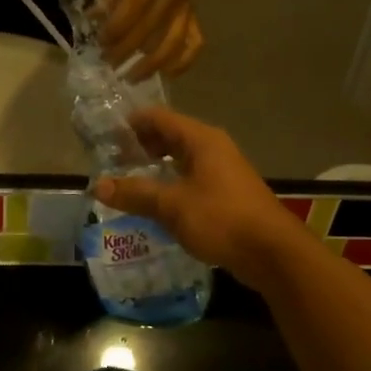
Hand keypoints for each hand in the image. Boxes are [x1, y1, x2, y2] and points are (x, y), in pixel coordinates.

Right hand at [93, 109, 302, 288]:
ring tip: (125, 180)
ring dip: (154, 167)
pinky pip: (190, 180)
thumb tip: (98, 185)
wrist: (272, 252)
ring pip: (180, 161)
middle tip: (109, 160)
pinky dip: (169, 185)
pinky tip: (153, 202)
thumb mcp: (172, 205)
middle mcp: (212, 149)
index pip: (159, 118)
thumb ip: (135, 193)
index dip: (131, 123)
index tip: (104, 134)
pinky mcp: (225, 195)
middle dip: (140, 146)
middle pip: (169, 137)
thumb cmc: (222, 219)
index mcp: (201, 140)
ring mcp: (222, 172)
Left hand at [99, 0, 201, 79]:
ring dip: (151, 64)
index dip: (116, 28)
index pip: (134, 8)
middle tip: (107, 63)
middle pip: (150, 30)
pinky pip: (194, 43)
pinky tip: (167, 73)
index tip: (100, 41)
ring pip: (172, 43)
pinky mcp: (194, 16)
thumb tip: (93, 19)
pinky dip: (183, 62)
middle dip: (126, 51)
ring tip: (132, 77)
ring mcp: (186, 8)